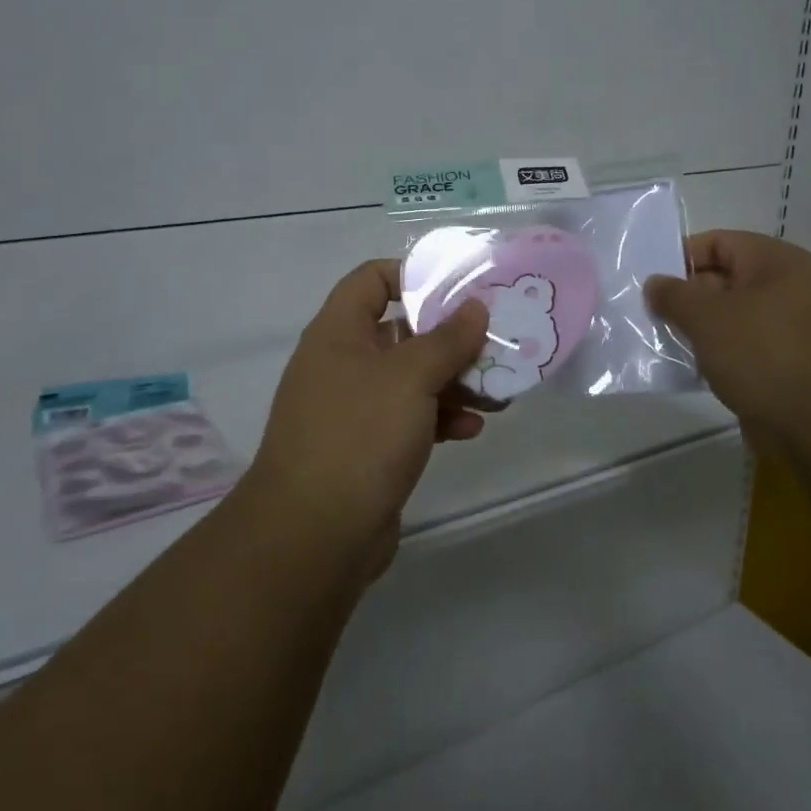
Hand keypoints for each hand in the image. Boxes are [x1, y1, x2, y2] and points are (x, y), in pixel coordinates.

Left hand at [247, 259, 491, 576]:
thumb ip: (447, 338)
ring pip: (411, 378)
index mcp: (339, 332)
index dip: (413, 274)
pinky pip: (410, 418)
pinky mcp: (368, 447)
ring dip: (453, 381)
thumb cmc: (359, 435)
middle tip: (494, 342)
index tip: (460, 288)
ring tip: (498, 390)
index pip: (372, 279)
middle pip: (401, 330)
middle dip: (449, 337)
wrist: (313, 535)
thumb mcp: (410, 377)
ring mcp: (354, 407)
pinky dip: (441, 417)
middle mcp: (343, 362)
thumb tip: (475, 307)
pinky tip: (473, 428)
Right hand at [644, 230, 810, 450]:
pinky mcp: (786, 364)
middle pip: (722, 279)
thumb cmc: (764, 354)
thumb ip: (674, 295)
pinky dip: (716, 355)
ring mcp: (788, 328)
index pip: (718, 242)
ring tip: (661, 342)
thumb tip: (655, 284)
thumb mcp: (707, 317)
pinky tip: (689, 369)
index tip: (649, 281)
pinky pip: (741, 348)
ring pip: (729, 318)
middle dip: (684, 297)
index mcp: (774, 262)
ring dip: (697, 329)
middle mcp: (785, 288)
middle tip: (647, 314)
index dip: (681, 256)